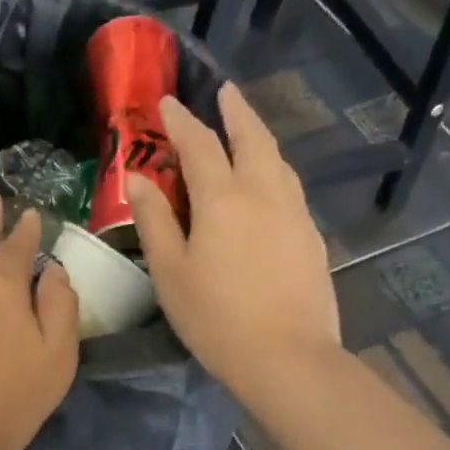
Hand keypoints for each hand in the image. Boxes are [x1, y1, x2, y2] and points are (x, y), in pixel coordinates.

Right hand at [128, 83, 340, 405]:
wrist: (287, 357)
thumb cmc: (215, 318)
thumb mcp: (170, 272)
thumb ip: (154, 220)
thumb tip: (138, 178)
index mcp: (222, 198)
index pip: (199, 144)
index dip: (180, 121)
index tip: (166, 102)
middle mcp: (264, 193)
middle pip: (252, 138)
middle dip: (235, 111)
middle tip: (225, 92)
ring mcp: (294, 213)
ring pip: (277, 160)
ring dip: (260, 137)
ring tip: (247, 131)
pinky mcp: (311, 237)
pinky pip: (290, 187)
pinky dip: (274, 169)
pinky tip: (268, 184)